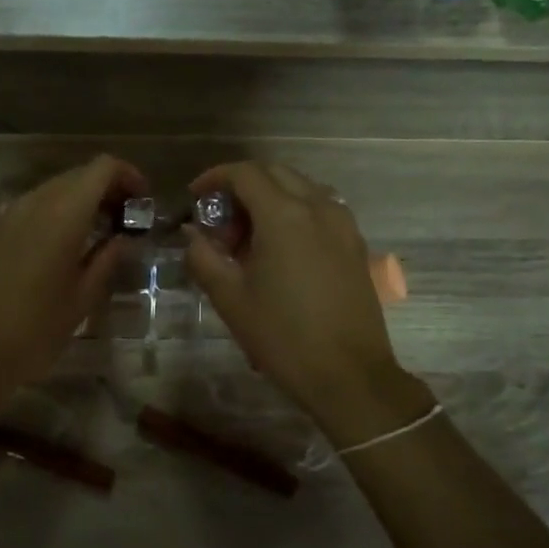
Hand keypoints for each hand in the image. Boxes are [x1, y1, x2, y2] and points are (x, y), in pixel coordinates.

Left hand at [0, 154, 146, 404]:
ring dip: (83, 200)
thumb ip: (108, 259)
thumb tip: (125, 238)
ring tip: (102, 235)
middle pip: (79, 175)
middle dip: (108, 189)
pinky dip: (59, 212)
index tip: (143, 204)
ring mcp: (10, 214)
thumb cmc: (35, 330)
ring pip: (56, 189)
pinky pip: (35, 205)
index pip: (102, 168)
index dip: (129, 176)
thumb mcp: (83, 297)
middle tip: (128, 222)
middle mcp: (35, 202)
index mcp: (63, 214)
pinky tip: (68, 245)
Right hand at [182, 162, 407, 421]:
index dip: (214, 178)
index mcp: (284, 215)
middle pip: (275, 174)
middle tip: (221, 223)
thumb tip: (192, 236)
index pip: (245, 173)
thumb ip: (203, 257)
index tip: (195, 197)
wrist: (348, 375)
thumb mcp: (230, 298)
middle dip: (242, 187)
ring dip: (271, 199)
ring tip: (250, 238)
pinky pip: (321, 210)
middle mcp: (318, 207)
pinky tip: (281, 251)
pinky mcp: (356, 245)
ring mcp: (343, 224)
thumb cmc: (282, 336)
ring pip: (301, 189)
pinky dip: (295, 214)